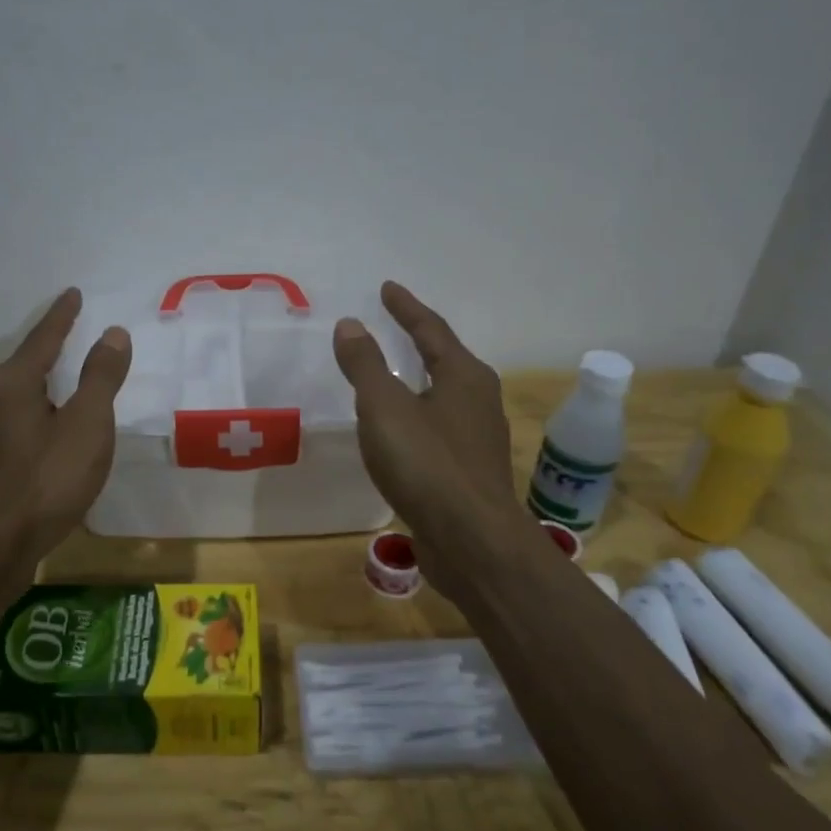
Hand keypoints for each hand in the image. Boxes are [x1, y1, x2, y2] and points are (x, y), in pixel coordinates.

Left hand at [0, 288, 131, 570]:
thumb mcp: (87, 425)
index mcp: (12, 383)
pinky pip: (14, 425)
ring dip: (42, 388)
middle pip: (25, 365)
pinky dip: (36, 418)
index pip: (43, 338)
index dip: (63, 316)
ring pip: (17, 398)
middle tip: (74, 338)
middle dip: (50, 351)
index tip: (74, 294)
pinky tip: (46, 437)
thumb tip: (112, 333)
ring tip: (65, 389)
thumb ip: (100, 377)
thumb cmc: (45, 482)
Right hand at [333, 282, 516, 570]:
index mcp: (463, 376)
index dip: (406, 308)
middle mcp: (479, 400)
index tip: (387, 288)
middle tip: (393, 325)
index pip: (431, 329)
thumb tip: (351, 324)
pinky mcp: (470, 470)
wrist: (472, 541)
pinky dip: (418, 414)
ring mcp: (479, 437)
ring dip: (420, 379)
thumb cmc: (427, 464)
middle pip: (445, 358)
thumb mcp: (384, 408)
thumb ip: (366, 365)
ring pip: (445, 395)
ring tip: (394, 374)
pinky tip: (401, 431)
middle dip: (419, 340)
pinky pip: (439, 427)